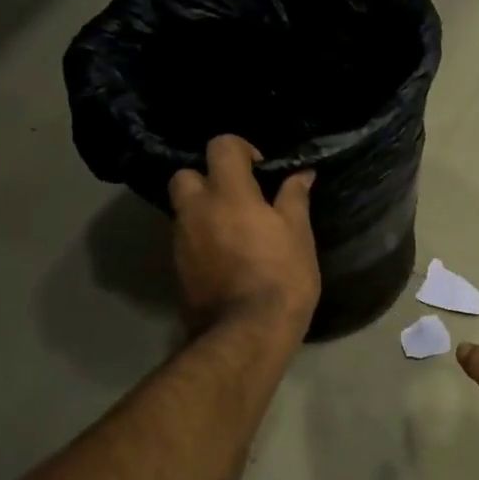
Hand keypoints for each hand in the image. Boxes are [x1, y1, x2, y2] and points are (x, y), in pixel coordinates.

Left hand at [168, 135, 319, 338]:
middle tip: (237, 198)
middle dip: (207, 178)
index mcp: (228, 194)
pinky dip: (201, 239)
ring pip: (183, 209)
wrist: (247, 333)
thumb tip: (300, 174)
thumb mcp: (298, 235)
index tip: (261, 169)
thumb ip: (294, 199)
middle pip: (185, 175)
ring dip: (204, 210)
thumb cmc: (281, 277)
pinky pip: (186, 239)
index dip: (241, 149)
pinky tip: (226, 257)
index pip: (221, 146)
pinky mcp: (177, 268)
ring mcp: (181, 240)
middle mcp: (196, 210)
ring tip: (235, 231)